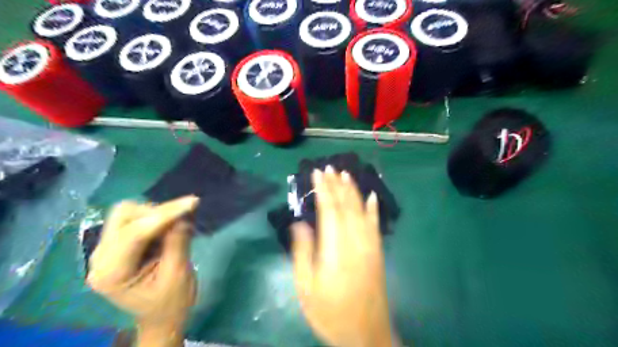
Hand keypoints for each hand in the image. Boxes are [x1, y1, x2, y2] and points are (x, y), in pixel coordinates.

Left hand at [85, 197, 197, 345]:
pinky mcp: (118, 246)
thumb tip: (183, 214)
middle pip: (124, 215)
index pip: (135, 232)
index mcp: (112, 273)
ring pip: (128, 213)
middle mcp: (101, 258)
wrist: (162, 317)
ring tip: (177, 226)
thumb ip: (178, 242)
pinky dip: (156, 218)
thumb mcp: (178, 274)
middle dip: (157, 212)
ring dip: (157, 214)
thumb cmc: (171, 302)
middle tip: (184, 217)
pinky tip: (170, 227)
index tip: (193, 202)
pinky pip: (134, 220)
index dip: (165, 214)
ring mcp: (107, 251)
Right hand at [291, 167, 401, 345]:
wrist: (366, 334)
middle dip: (337, 184)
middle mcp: (355, 240)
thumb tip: (300, 223)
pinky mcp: (377, 251)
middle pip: (346, 205)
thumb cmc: (330, 312)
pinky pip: (376, 224)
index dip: (323, 189)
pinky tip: (372, 195)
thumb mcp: (306, 287)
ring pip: (361, 210)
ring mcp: (369, 245)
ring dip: (353, 190)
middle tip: (329, 167)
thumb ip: (303, 251)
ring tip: (346, 174)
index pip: (329, 209)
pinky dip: (374, 208)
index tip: (317, 173)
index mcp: (335, 248)